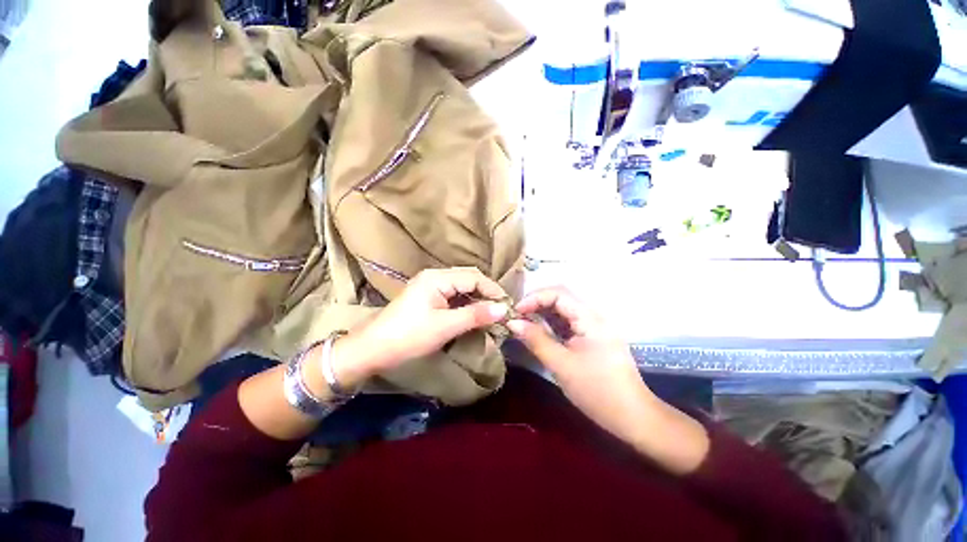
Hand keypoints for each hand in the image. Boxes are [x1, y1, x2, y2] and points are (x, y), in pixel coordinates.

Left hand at [334, 267, 509, 383]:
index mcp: (438, 278)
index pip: (474, 277)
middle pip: (469, 279)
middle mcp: (435, 276)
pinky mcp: (428, 298)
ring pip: (461, 288)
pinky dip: (466, 305)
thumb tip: (503, 308)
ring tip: (491, 314)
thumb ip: (475, 315)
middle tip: (501, 311)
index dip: (493, 290)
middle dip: (486, 294)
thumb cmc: (408, 336)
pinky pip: (453, 296)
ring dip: (477, 300)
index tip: (508, 307)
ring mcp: (430, 286)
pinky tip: (473, 315)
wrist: (371, 350)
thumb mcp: (445, 326)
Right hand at [506, 287, 657, 439]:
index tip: (515, 312)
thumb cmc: (597, 391)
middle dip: (536, 303)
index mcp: (589, 318)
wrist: (632, 417)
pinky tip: (539, 332)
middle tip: (516, 316)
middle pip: (561, 297)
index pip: (558, 293)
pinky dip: (551, 324)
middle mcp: (593, 316)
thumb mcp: (561, 365)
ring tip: (523, 323)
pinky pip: (568, 322)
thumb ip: (536, 340)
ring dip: (542, 313)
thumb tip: (512, 322)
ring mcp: (594, 326)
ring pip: (563, 309)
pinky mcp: (592, 337)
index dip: (534, 298)